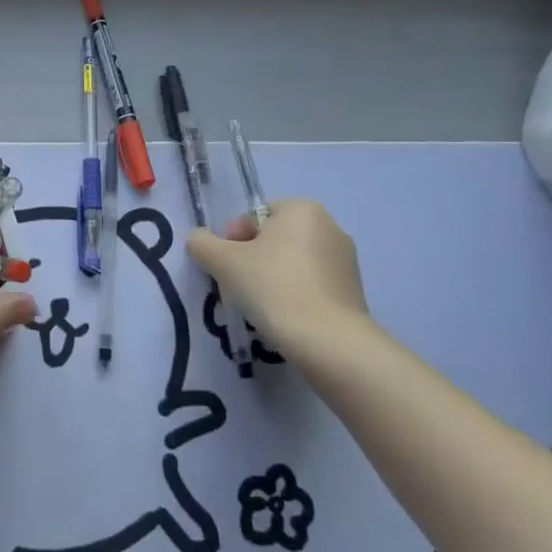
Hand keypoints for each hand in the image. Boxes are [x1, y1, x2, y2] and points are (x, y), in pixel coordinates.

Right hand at [187, 200, 368, 359]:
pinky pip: (312, 285)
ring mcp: (345, 260)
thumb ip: (202, 244)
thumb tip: (198, 240)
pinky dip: (295, 296)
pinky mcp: (353, 291)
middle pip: (273, 240)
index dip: (231, 242)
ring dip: (272, 279)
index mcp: (301, 209)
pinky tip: (285, 318)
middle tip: (238, 288)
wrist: (328, 341)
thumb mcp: (222, 262)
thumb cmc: (273, 287)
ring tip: (261, 307)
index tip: (226, 269)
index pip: (252, 218)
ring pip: (292, 264)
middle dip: (252, 261)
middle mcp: (329, 226)